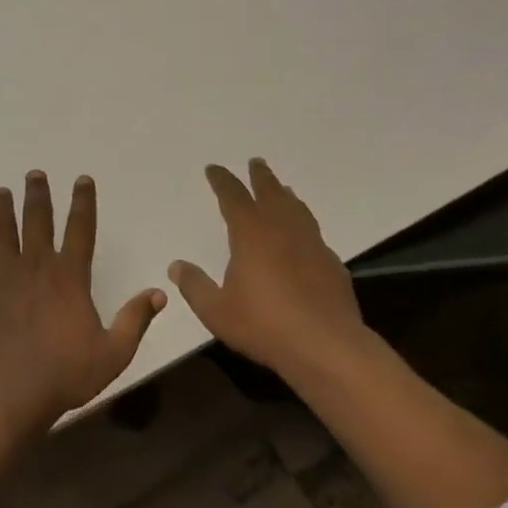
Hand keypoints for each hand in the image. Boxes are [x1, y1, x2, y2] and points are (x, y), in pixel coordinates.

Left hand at [0, 171, 166, 421]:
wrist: (12, 393)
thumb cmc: (66, 373)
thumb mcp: (114, 352)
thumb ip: (136, 320)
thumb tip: (159, 293)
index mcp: (70, 278)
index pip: (80, 230)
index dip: (83, 203)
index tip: (82, 180)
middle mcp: (37, 268)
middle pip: (37, 222)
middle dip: (37, 196)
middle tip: (34, 174)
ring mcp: (5, 279)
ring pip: (3, 235)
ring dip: (2, 211)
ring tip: (0, 192)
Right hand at [167, 159, 370, 377]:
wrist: (325, 345)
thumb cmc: (264, 325)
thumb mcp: (217, 311)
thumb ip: (195, 286)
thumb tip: (176, 266)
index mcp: (251, 235)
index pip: (234, 198)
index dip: (223, 181)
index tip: (214, 169)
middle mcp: (283, 231)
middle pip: (271, 193)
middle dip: (261, 177)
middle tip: (256, 162)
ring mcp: (312, 245)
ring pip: (297, 209)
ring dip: (285, 195)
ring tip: (282, 188)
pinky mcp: (331, 263)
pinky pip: (313, 232)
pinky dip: (303, 223)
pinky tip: (303, 234)